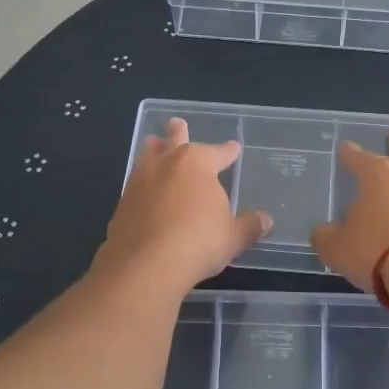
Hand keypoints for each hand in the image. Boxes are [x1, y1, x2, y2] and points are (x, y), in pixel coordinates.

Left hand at [98, 118, 270, 294]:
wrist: (145, 265)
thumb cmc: (198, 242)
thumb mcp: (233, 237)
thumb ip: (249, 226)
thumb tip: (266, 221)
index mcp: (197, 163)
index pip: (218, 152)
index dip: (228, 151)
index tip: (234, 148)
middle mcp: (166, 163)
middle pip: (174, 141)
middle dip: (178, 133)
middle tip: (177, 123)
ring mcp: (139, 181)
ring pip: (147, 155)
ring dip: (154, 150)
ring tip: (154, 145)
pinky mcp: (122, 202)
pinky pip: (136, 183)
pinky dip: (143, 182)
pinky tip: (145, 190)